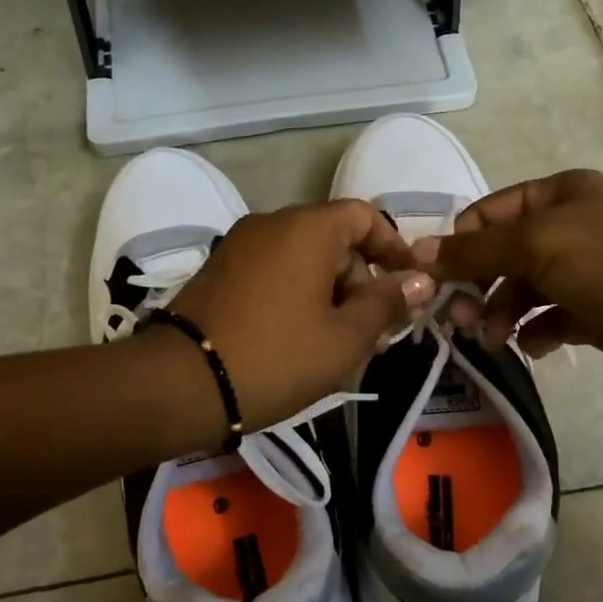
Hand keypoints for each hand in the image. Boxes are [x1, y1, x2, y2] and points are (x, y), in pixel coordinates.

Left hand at [170, 200, 434, 430]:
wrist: (182, 384)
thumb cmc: (277, 357)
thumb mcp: (345, 338)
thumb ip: (386, 303)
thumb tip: (420, 280)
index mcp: (307, 228)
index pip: (365, 216)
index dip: (394, 248)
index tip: (409, 288)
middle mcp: (271, 223)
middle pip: (334, 239)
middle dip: (361, 281)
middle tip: (374, 333)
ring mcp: (239, 245)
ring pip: (303, 259)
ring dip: (330, 293)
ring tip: (339, 345)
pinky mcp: (219, 271)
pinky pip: (273, 272)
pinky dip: (297, 295)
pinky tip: (300, 339)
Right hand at [418, 169, 602, 398]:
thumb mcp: (537, 244)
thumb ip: (474, 251)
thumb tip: (417, 252)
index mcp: (557, 195)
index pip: (487, 213)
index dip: (458, 244)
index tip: (434, 282)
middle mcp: (568, 228)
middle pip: (501, 254)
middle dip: (476, 284)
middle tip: (460, 319)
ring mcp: (583, 272)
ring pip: (521, 290)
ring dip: (500, 313)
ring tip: (493, 339)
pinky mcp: (595, 314)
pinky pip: (548, 320)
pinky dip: (534, 333)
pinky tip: (532, 347)